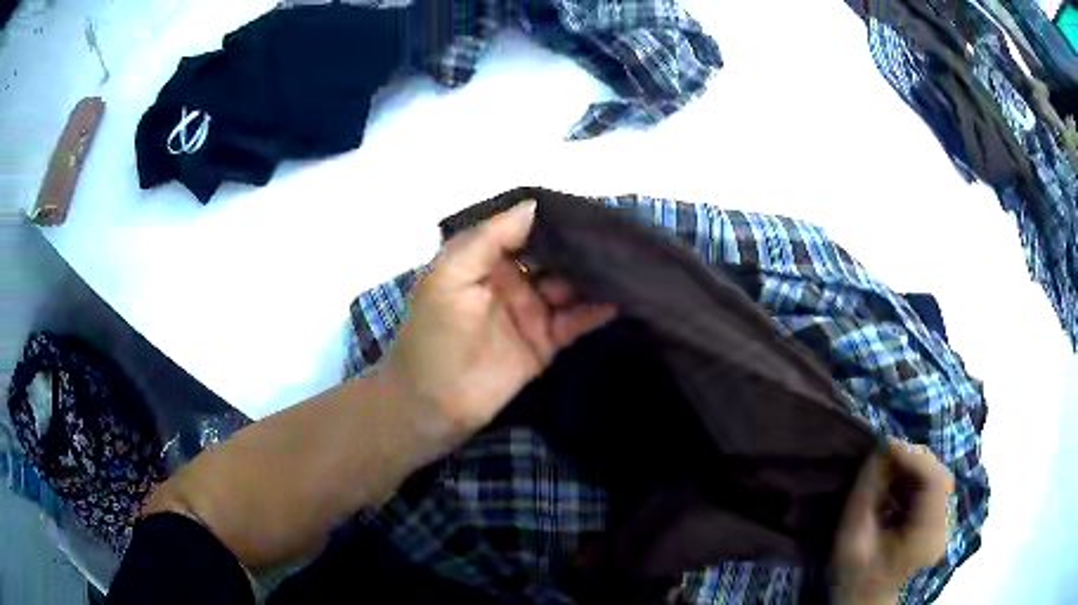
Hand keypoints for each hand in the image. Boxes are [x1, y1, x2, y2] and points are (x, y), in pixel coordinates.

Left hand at [382, 200, 615, 446]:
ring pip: (569, 286)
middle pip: (552, 256)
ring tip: (625, 264)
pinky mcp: (546, 342)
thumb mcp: (450, 275)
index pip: (524, 229)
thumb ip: (490, 238)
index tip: (585, 208)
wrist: (434, 401)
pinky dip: (595, 311)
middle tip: (615, 236)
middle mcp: (511, 279)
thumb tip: (534, 205)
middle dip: (579, 246)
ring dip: (592, 276)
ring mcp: (531, 311)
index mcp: (485, 259)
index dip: (551, 218)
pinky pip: (576, 321)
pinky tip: (618, 300)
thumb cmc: (436, 332)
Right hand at [831, 439, 953, 604]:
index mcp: (927, 535)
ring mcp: (946, 523)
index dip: (912, 456)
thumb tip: (879, 449)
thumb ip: (865, 493)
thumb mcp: (851, 538)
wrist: (866, 602)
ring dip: (913, 468)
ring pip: (938, 478)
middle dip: (913, 459)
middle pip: (940, 476)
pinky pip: (934, 488)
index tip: (885, 444)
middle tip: (884, 455)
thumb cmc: (855, 576)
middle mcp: (945, 526)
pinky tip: (896, 485)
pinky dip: (915, 479)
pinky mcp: (941, 521)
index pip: (934, 481)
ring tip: (887, 469)